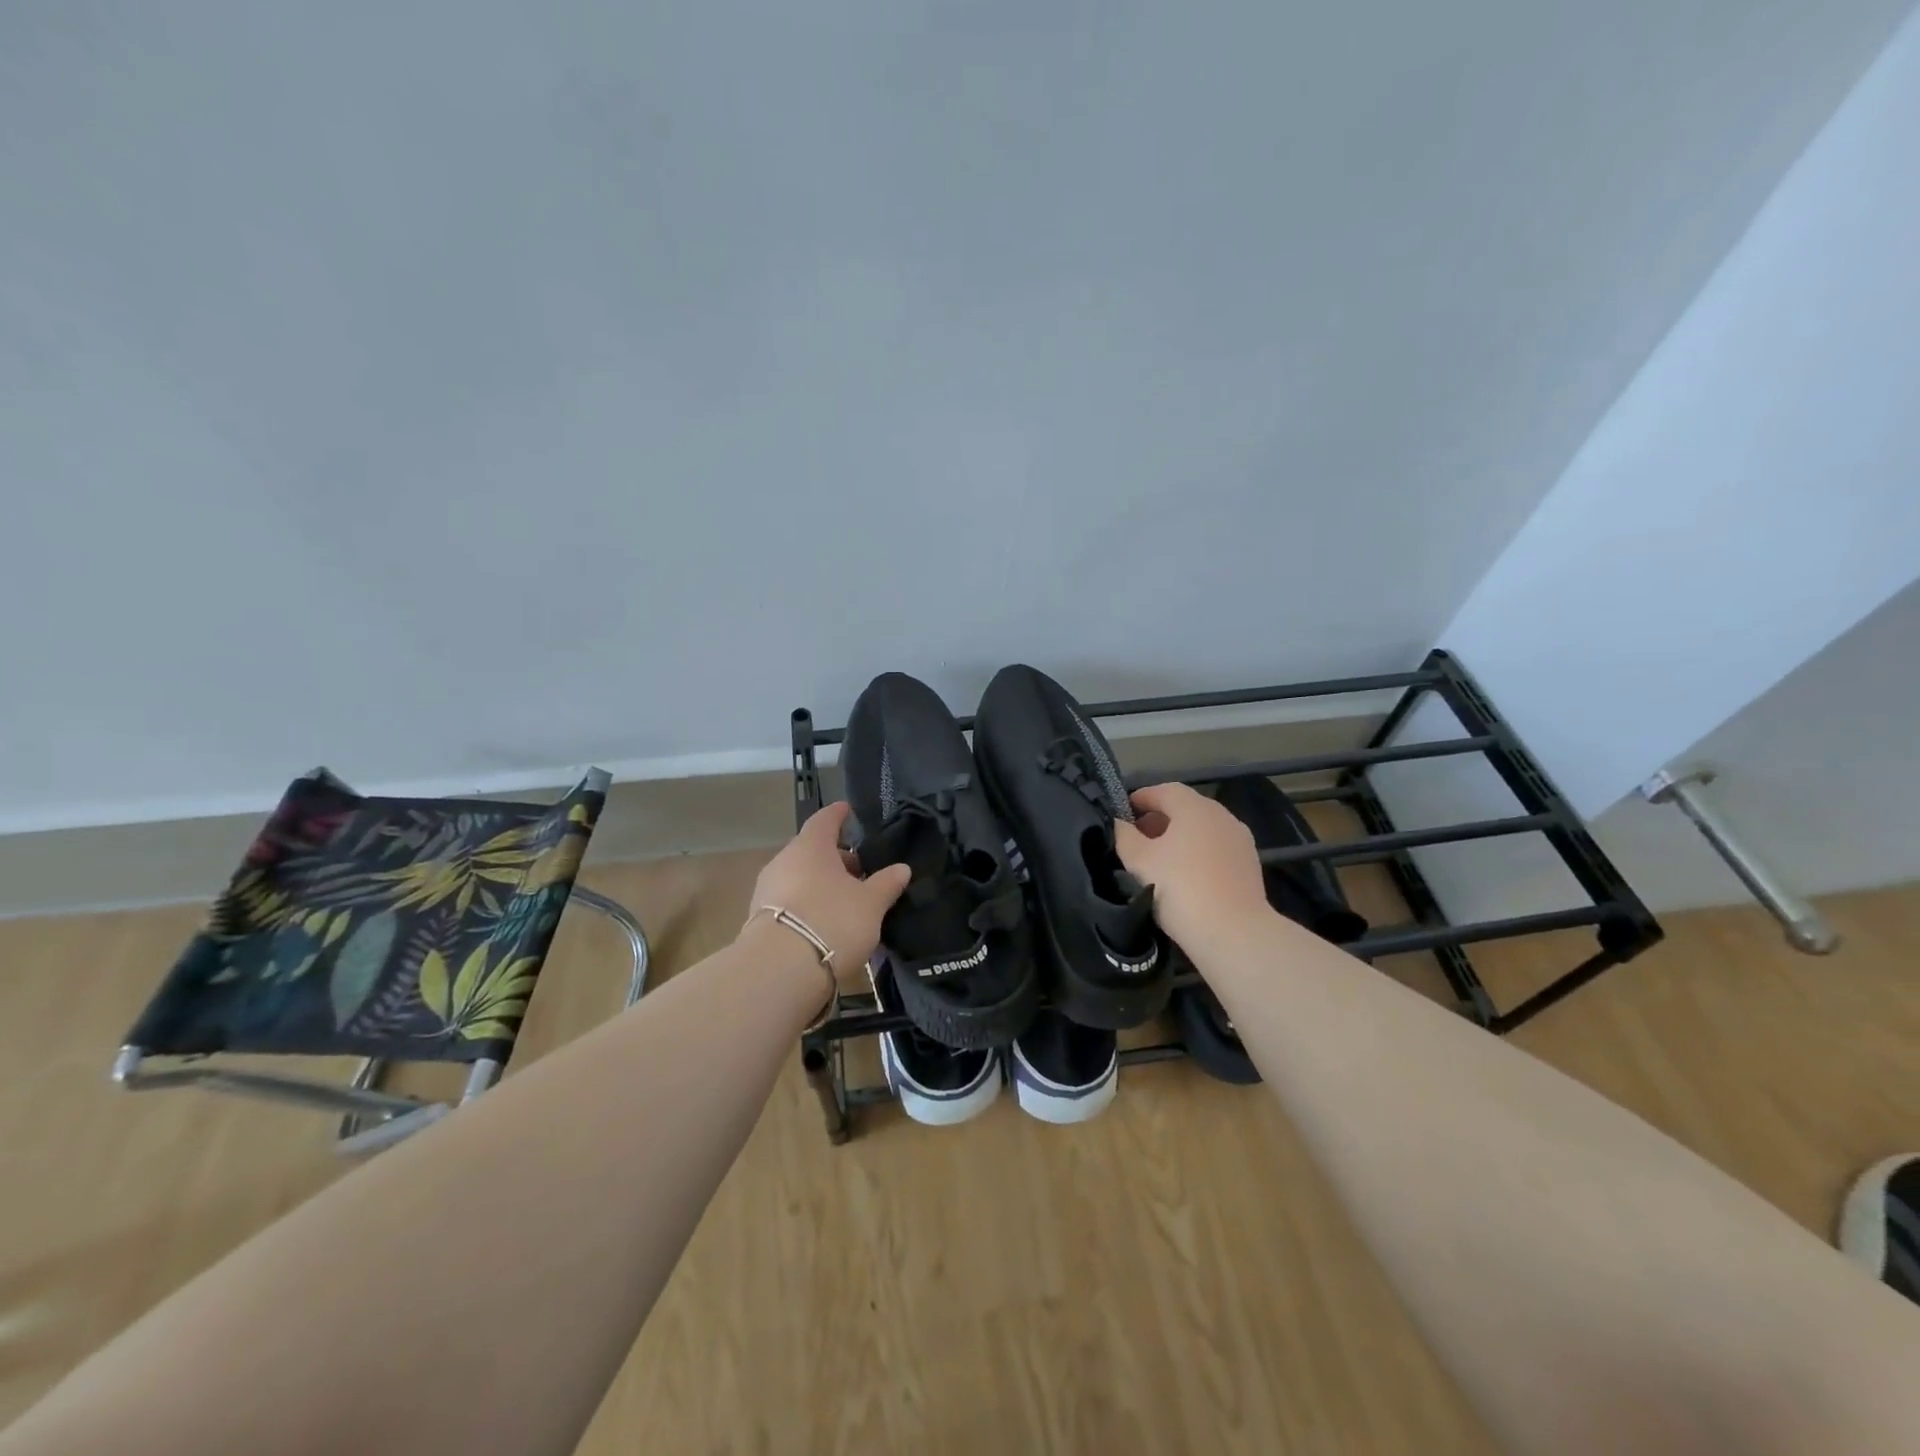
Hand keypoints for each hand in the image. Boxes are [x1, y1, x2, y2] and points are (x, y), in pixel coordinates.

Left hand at [745, 802, 911, 969]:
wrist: (780, 971)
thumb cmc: (832, 921)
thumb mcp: (871, 904)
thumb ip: (887, 883)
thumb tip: (902, 868)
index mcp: (811, 846)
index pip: (825, 820)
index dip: (838, 815)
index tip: (848, 810)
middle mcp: (784, 861)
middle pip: (812, 850)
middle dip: (836, 858)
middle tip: (860, 871)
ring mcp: (767, 890)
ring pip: (800, 876)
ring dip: (822, 883)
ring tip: (846, 900)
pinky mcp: (759, 919)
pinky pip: (790, 901)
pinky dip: (808, 903)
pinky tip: (825, 922)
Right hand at [1113, 782, 1268, 948]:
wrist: (1233, 932)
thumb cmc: (1180, 888)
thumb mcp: (1139, 861)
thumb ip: (1125, 836)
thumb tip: (1120, 823)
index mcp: (1195, 808)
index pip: (1165, 790)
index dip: (1142, 798)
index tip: (1124, 810)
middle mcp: (1222, 816)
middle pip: (1187, 808)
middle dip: (1160, 818)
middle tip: (1137, 836)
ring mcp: (1240, 841)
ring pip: (1203, 830)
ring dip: (1180, 836)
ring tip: (1158, 858)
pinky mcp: (1250, 866)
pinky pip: (1217, 849)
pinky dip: (1198, 853)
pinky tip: (1185, 875)